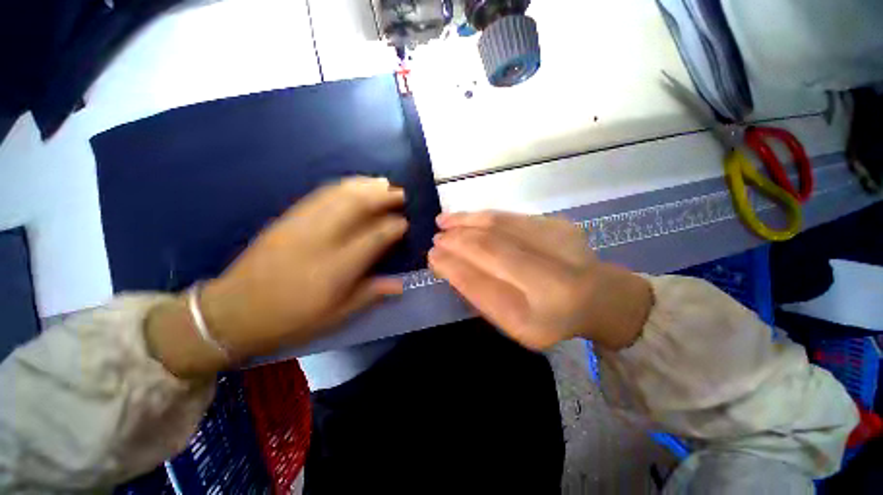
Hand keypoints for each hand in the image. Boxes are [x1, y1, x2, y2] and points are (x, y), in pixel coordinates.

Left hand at [146, 177, 406, 377]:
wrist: (233, 312)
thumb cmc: (290, 319)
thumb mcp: (335, 317)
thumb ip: (369, 295)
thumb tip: (400, 284)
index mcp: (336, 268)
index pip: (374, 237)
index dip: (394, 226)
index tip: (406, 222)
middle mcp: (321, 240)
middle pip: (356, 206)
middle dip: (383, 195)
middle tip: (400, 193)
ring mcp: (300, 225)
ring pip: (338, 194)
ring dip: (364, 185)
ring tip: (383, 183)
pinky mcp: (287, 219)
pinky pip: (319, 194)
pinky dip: (342, 186)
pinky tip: (353, 185)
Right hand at [429, 211, 652, 350]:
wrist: (598, 296)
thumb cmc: (548, 318)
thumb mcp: (512, 323)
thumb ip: (479, 294)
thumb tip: (446, 262)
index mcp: (537, 318)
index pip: (482, 285)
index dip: (452, 266)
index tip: (432, 256)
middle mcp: (552, 280)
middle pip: (490, 249)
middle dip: (456, 241)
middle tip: (435, 238)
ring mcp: (560, 245)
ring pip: (500, 226)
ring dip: (465, 221)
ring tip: (443, 222)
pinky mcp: (560, 224)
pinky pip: (511, 217)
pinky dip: (483, 216)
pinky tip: (467, 217)